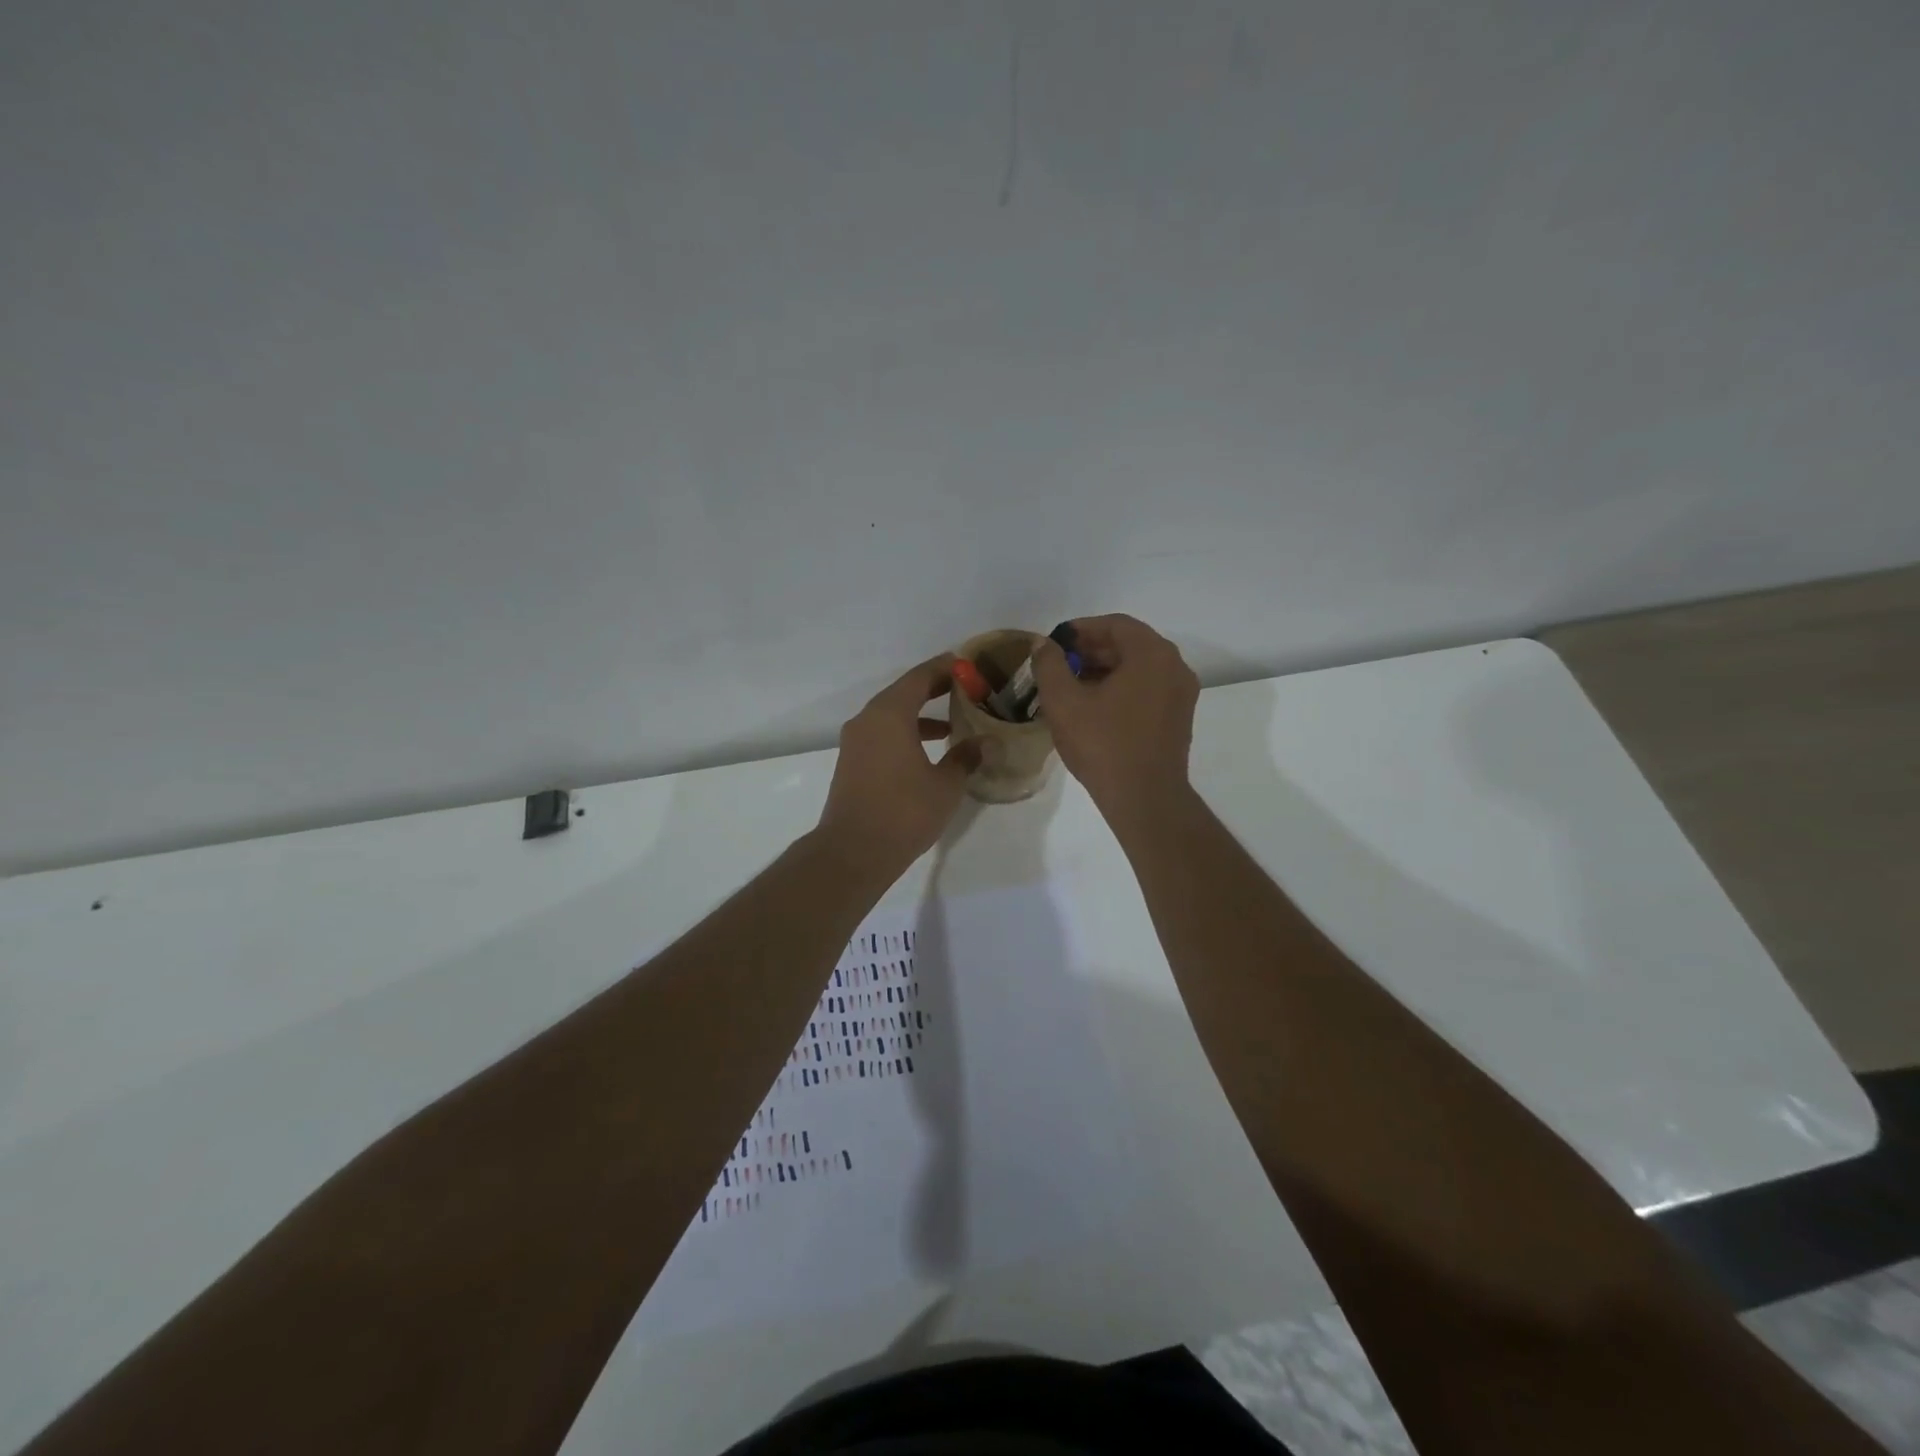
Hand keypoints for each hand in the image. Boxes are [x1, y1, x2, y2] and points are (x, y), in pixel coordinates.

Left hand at [817, 655, 981, 874]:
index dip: (945, 668)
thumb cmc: (904, 812)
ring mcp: (856, 741)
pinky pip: (882, 734)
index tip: (968, 665)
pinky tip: (927, 752)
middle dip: (934, 689)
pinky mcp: (852, 762)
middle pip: (903, 692)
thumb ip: (966, 757)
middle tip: (965, 688)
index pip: (920, 677)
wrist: (853, 851)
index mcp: (890, 714)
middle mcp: (868, 720)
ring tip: (952, 722)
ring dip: (920, 714)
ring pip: (891, 715)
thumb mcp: (945, 785)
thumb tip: (987, 742)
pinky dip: (905, 733)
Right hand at [1032, 615, 1199, 821]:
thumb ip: (1049, 664)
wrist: (1144, 798)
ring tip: (1071, 686)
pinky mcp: (1179, 718)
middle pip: (1129, 644)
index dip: (1081, 629)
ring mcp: (1181, 694)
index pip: (1114, 624)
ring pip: (1139, 668)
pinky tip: (1094, 706)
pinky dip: (1122, 688)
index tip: (1054, 642)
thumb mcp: (1064, 702)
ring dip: (1105, 670)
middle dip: (1092, 650)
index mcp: (1152, 654)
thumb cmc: (1103, 744)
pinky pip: (1148, 688)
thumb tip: (1042, 644)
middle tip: (1059, 664)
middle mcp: (1174, 666)